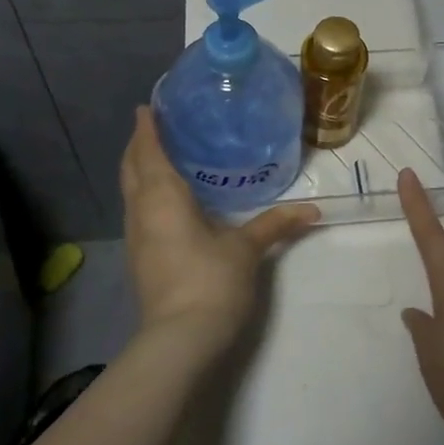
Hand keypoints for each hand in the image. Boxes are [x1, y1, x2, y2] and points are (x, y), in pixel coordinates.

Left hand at [120, 108, 319, 355]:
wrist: (179, 339)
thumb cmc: (211, 280)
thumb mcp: (247, 248)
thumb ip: (276, 224)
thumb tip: (313, 210)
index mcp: (163, 197)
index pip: (149, 151)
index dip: (147, 127)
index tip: (148, 106)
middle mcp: (141, 210)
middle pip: (130, 168)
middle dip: (138, 145)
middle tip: (155, 126)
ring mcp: (135, 236)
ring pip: (130, 191)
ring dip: (138, 169)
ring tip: (160, 155)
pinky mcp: (139, 257)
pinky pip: (136, 210)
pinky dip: (144, 192)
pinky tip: (165, 199)